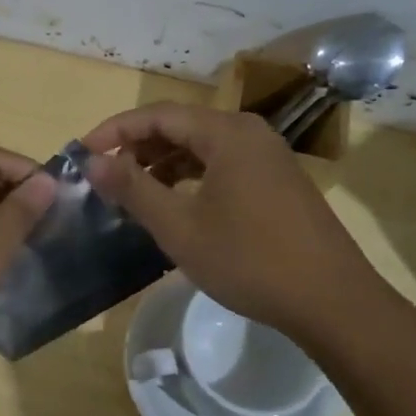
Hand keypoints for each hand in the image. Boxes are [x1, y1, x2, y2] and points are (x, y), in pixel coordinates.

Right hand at [82, 103, 384, 338]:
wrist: (332, 300)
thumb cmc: (249, 260)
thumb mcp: (180, 227)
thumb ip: (133, 189)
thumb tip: (93, 161)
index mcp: (226, 133)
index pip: (158, 115)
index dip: (115, 130)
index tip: (83, 153)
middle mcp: (249, 133)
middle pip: (181, 126)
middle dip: (138, 146)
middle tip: (104, 174)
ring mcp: (268, 156)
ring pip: (203, 147)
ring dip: (164, 163)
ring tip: (133, 191)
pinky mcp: (278, 181)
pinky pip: (223, 165)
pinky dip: (192, 177)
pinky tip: (176, 203)